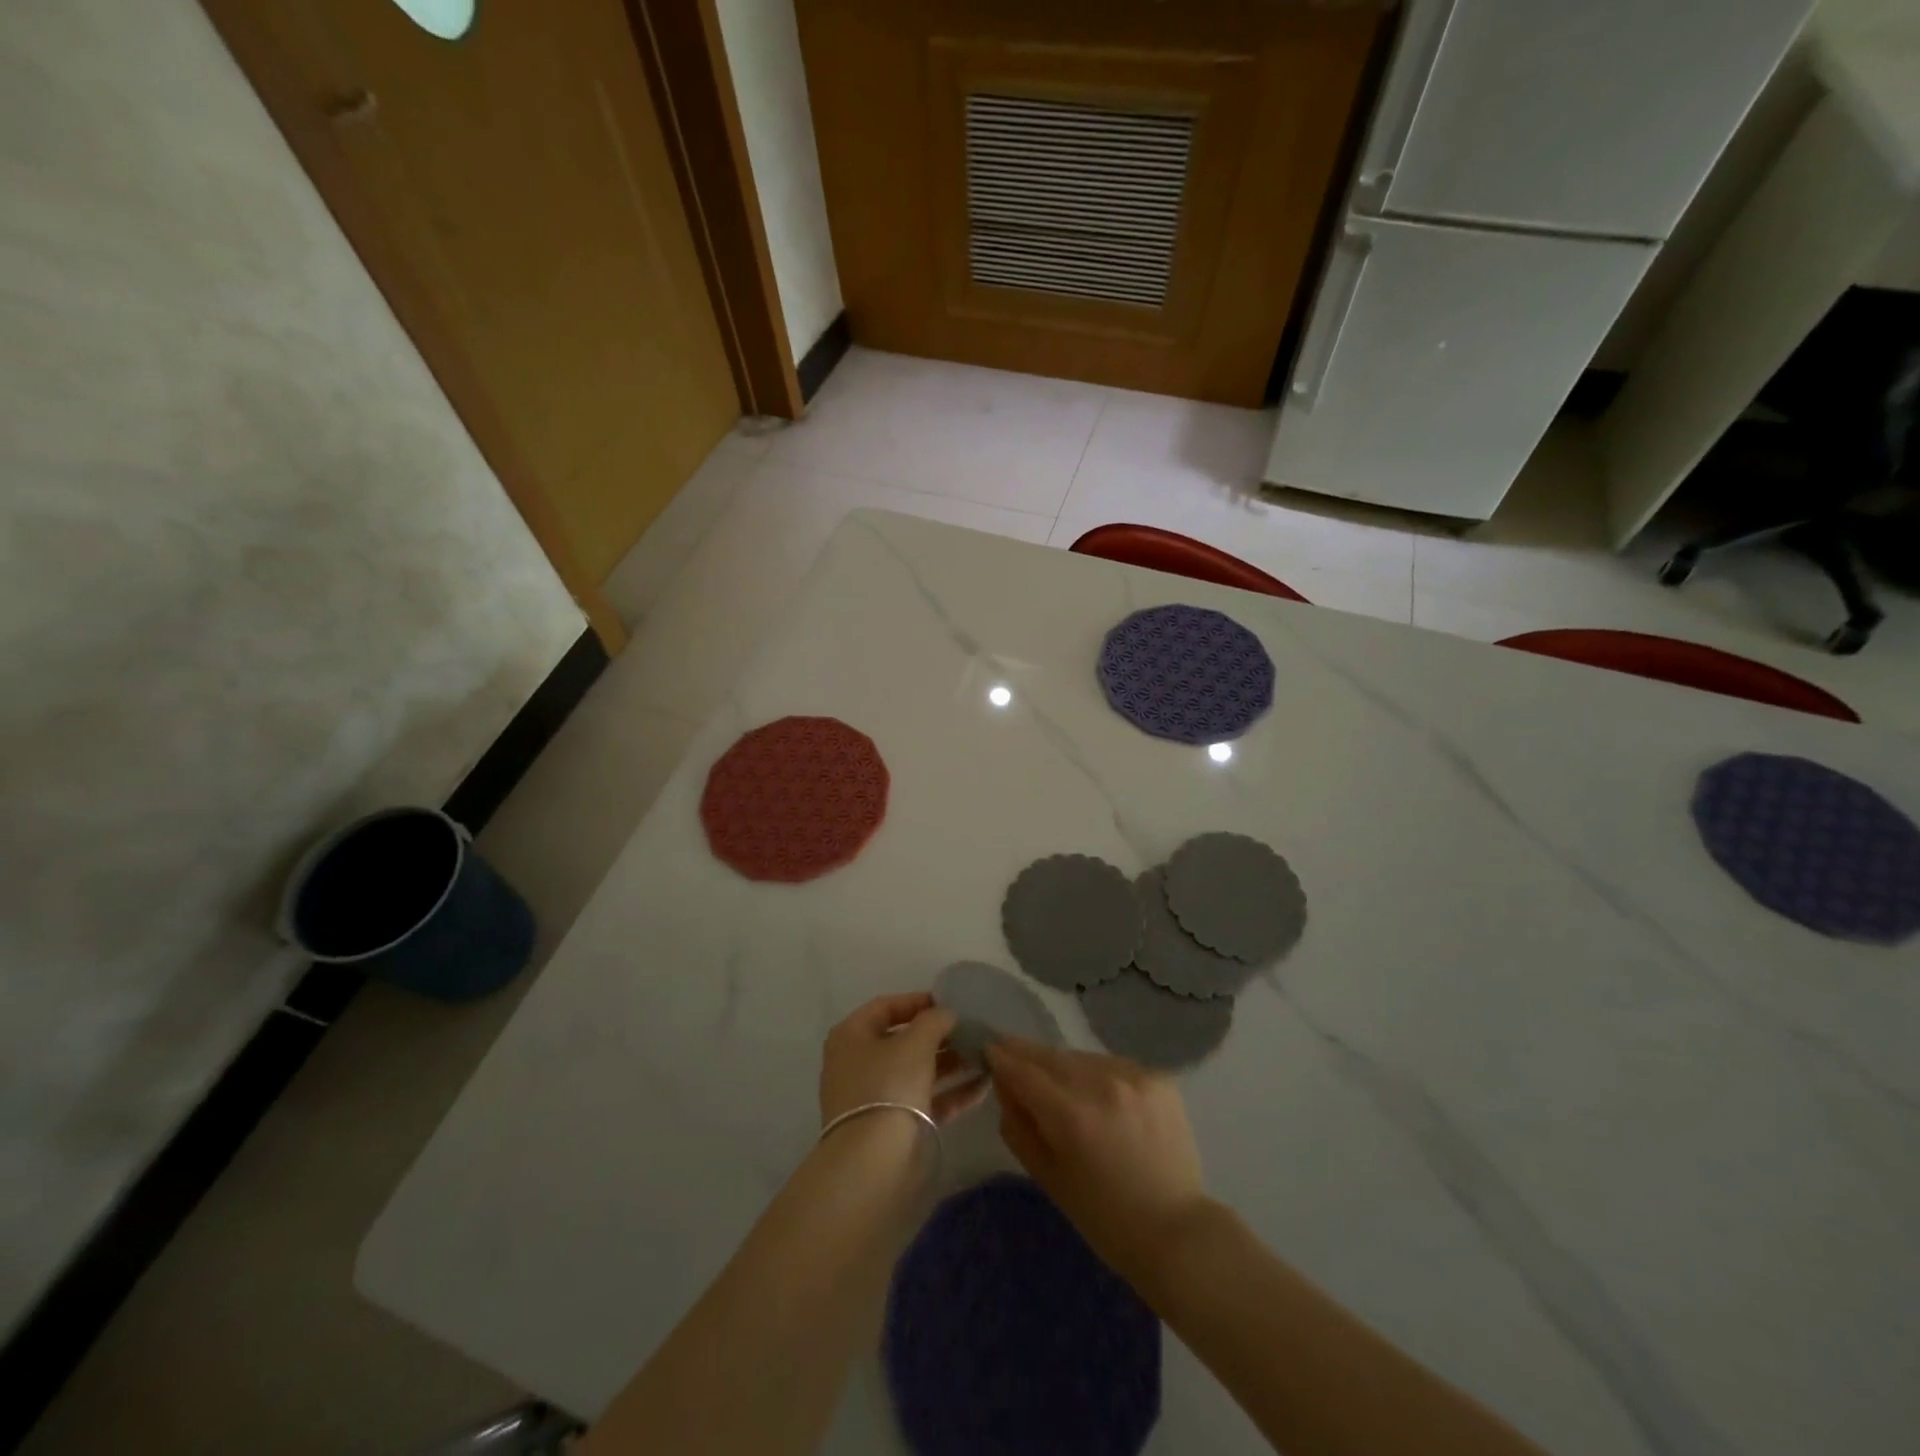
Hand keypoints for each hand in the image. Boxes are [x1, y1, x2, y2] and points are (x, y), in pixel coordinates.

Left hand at [819, 993, 987, 1126]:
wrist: (874, 1163)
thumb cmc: (889, 1085)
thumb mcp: (915, 1042)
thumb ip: (934, 1020)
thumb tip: (946, 1013)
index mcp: (852, 1036)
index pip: (886, 1007)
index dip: (918, 1001)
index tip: (951, 1002)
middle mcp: (859, 1063)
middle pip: (904, 1040)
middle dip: (940, 1035)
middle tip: (972, 1030)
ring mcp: (876, 1097)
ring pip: (918, 1071)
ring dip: (951, 1063)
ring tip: (984, 1055)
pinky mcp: (894, 1126)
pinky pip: (926, 1100)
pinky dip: (952, 1093)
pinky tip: (983, 1086)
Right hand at [985, 1039, 1208, 1285]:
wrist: (1176, 1231)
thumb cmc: (1104, 1218)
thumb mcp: (1047, 1177)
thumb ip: (1018, 1125)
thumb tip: (1004, 1084)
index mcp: (1072, 1115)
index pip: (1023, 1070)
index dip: (1001, 1057)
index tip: (986, 1047)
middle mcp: (1103, 1083)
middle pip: (1050, 1056)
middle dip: (1026, 1054)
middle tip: (1008, 1051)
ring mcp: (1134, 1076)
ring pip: (1080, 1057)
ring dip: (1061, 1064)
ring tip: (1054, 1080)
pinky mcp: (1157, 1076)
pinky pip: (1111, 1064)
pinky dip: (1095, 1073)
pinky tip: (1096, 1094)